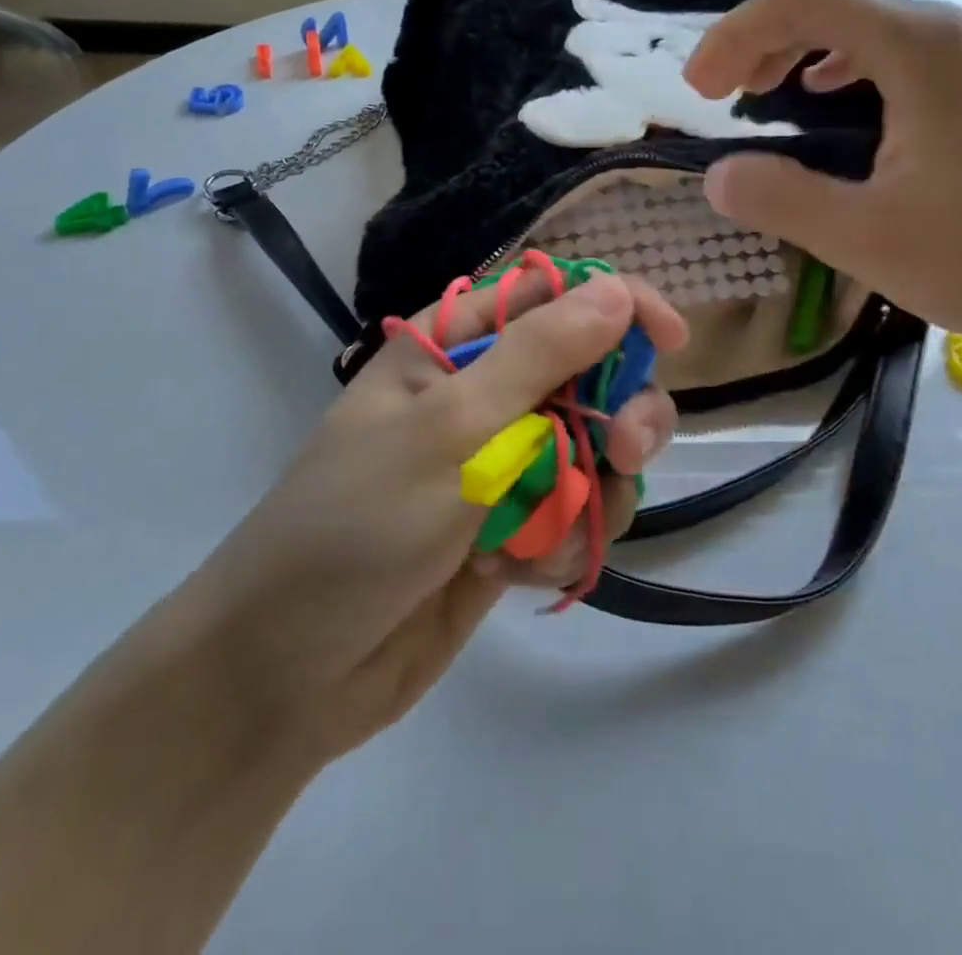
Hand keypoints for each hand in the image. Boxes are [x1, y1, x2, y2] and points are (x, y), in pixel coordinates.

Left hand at [196, 271, 687, 764]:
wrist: (292, 671)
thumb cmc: (360, 524)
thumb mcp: (452, 429)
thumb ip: (539, 356)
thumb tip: (616, 291)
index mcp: (454, 347)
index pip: (552, 295)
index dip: (616, 305)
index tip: (669, 339)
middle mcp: (483, 396)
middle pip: (592, 374)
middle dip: (620, 414)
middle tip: (622, 453)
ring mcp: (501, 465)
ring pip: (597, 450)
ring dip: (594, 490)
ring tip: (558, 534)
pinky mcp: (512, 528)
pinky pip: (577, 515)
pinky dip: (564, 542)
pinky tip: (517, 573)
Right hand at [685, 0, 961, 351]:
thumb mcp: (865, 237)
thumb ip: (780, 198)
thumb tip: (718, 176)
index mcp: (916, 48)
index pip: (801, 1)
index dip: (735, 36)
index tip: (699, 91)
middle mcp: (946, 31)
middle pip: (831, 2)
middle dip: (760, 40)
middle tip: (718, 93)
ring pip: (864, 25)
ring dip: (799, 51)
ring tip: (761, 93)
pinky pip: (895, 51)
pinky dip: (843, 67)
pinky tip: (829, 99)